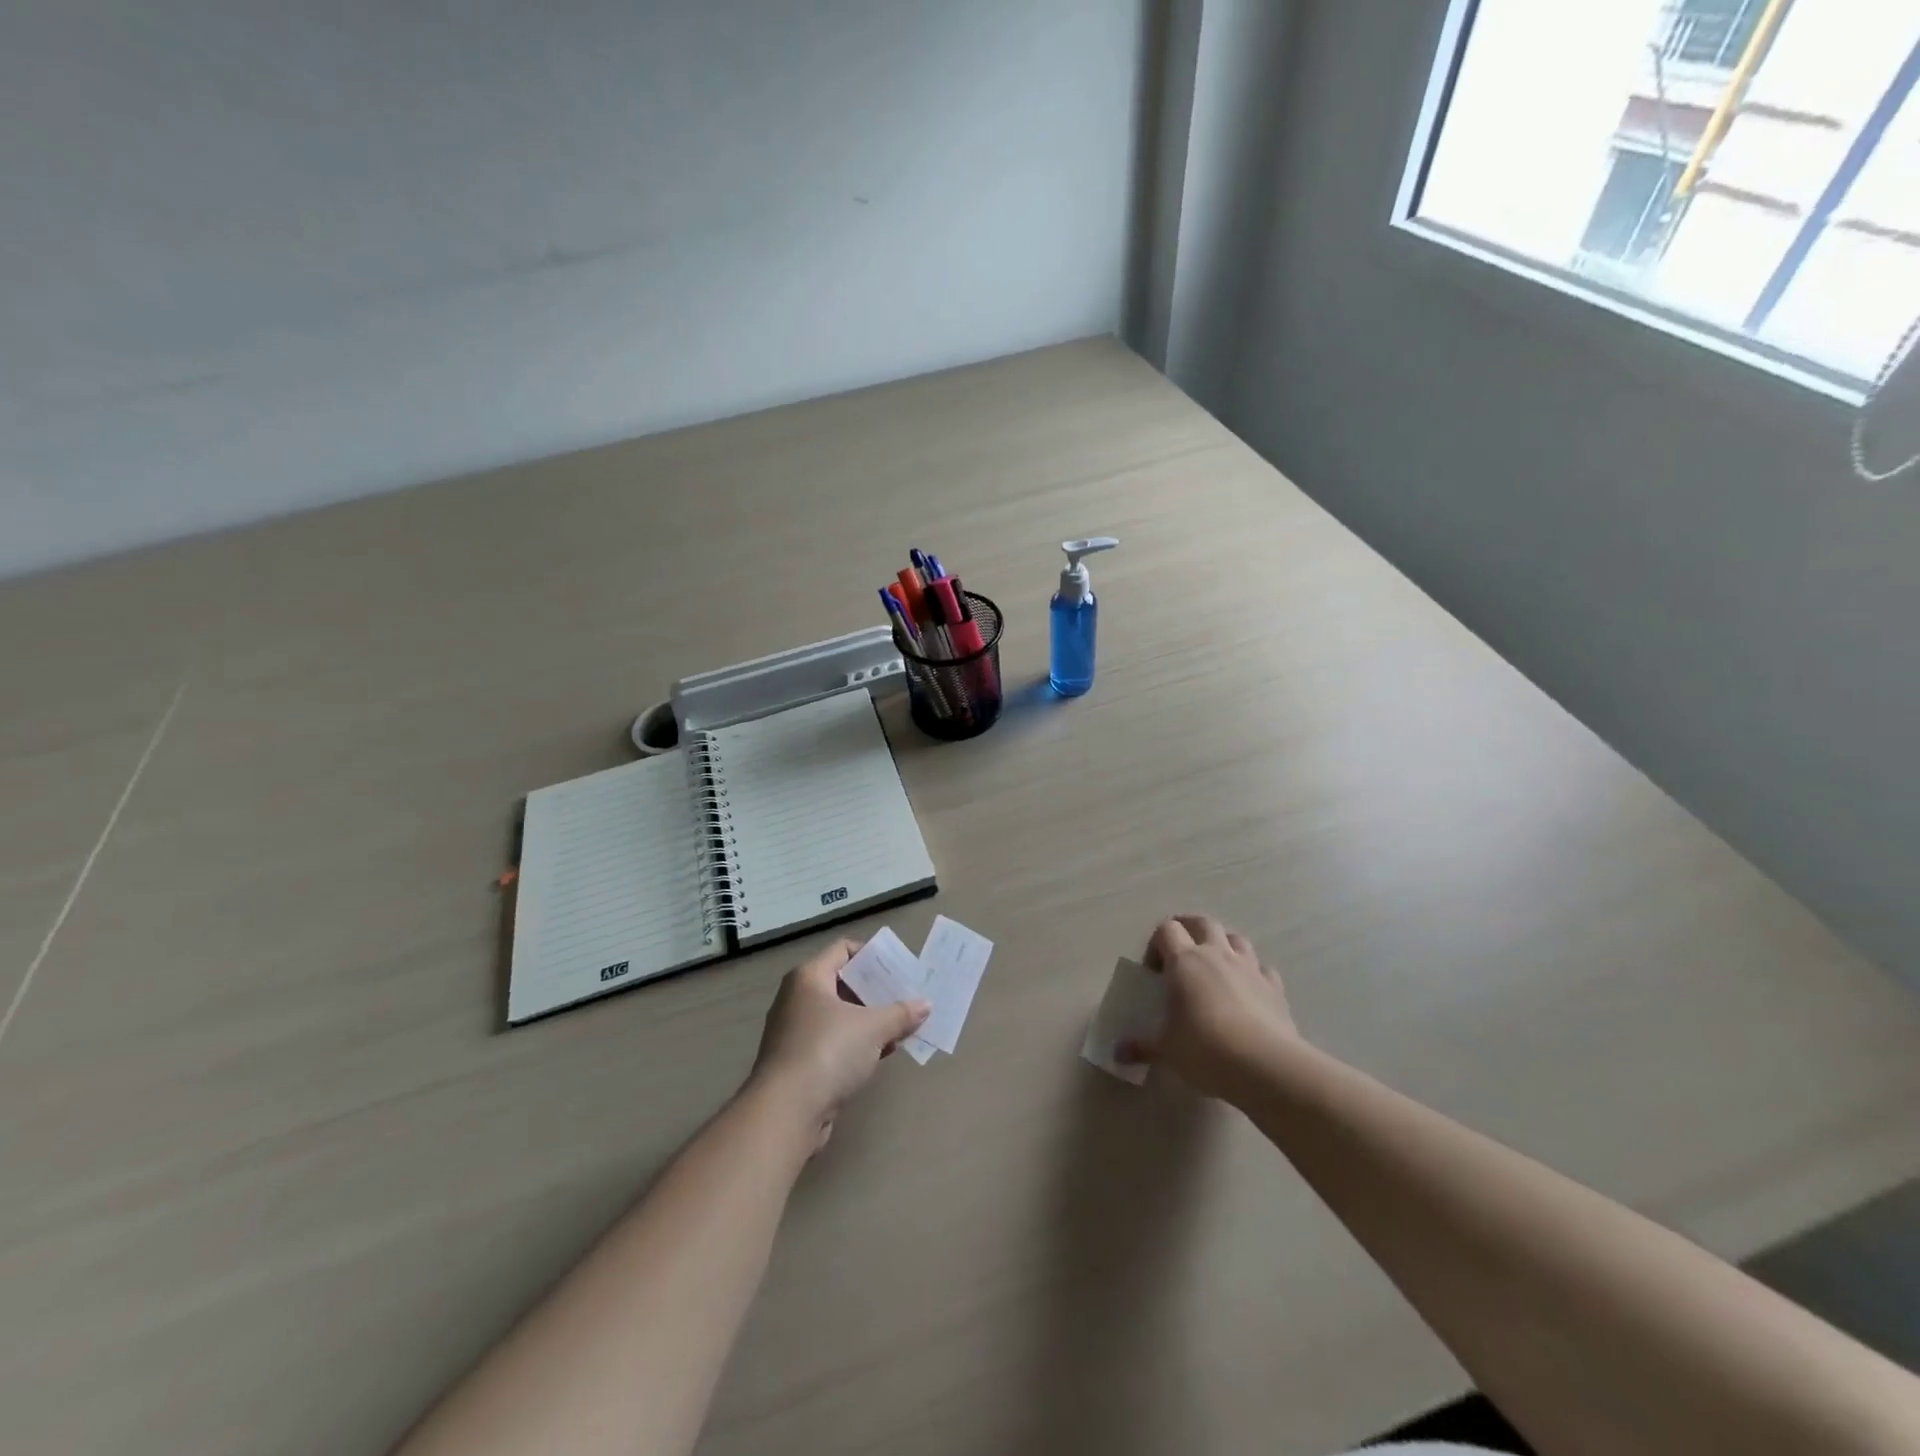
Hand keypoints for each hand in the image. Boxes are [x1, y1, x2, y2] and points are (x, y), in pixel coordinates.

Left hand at [748, 938, 929, 1150]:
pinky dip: (857, 1043)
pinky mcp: (799, 1062)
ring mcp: (795, 1031)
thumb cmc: (828, 1052)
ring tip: (901, 1026)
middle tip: (906, 997)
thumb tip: (926, 1005)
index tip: (900, 968)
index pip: (844, 949)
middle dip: (877, 991)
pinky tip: (882, 1053)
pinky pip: (834, 1041)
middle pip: (843, 983)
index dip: (873, 955)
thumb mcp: (873, 1028)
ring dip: (870, 1020)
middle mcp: (798, 998)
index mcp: (809, 977)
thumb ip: (901, 1013)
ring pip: (840, 1015)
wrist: (786, 1112)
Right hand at [1121, 915, 1299, 1101]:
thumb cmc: (1205, 1049)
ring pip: (1236, 938)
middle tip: (1181, 953)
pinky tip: (1249, 991)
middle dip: (1190, 929)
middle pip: (1203, 922)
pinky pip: (1263, 968)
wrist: (1266, 1065)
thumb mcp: (1166, 1050)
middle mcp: (1217, 954)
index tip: (1154, 971)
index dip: (1157, 944)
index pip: (1167, 930)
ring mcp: (1249, 968)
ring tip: (1215, 967)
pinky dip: (1253, 973)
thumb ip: (1142, 1047)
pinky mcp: (1275, 987)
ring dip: (1224, 945)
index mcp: (1185, 961)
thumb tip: (1118, 1053)